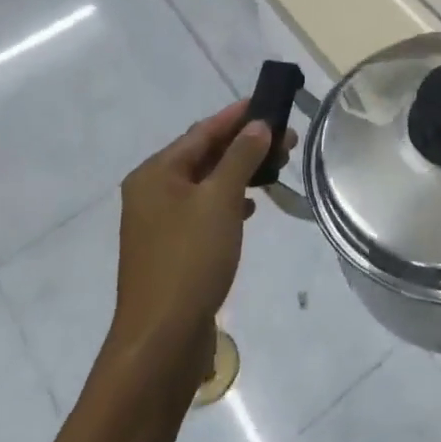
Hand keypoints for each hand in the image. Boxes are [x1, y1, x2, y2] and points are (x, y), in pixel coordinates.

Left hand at [109, 102, 291, 370]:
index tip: (270, 102)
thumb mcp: (220, 200)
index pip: (202, 131)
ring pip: (207, 184)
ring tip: (278, 168)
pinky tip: (252, 207)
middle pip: (204, 155)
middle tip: (287, 139)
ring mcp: (160, 223)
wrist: (161, 339)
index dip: (238, 115)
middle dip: (245, 145)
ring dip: (241, 172)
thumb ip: (240, 158)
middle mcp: (153, 192)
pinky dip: (230, 201)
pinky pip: (205, 210)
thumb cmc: (189, 259)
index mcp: (156, 173)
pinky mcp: (173, 249)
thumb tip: (258, 126)